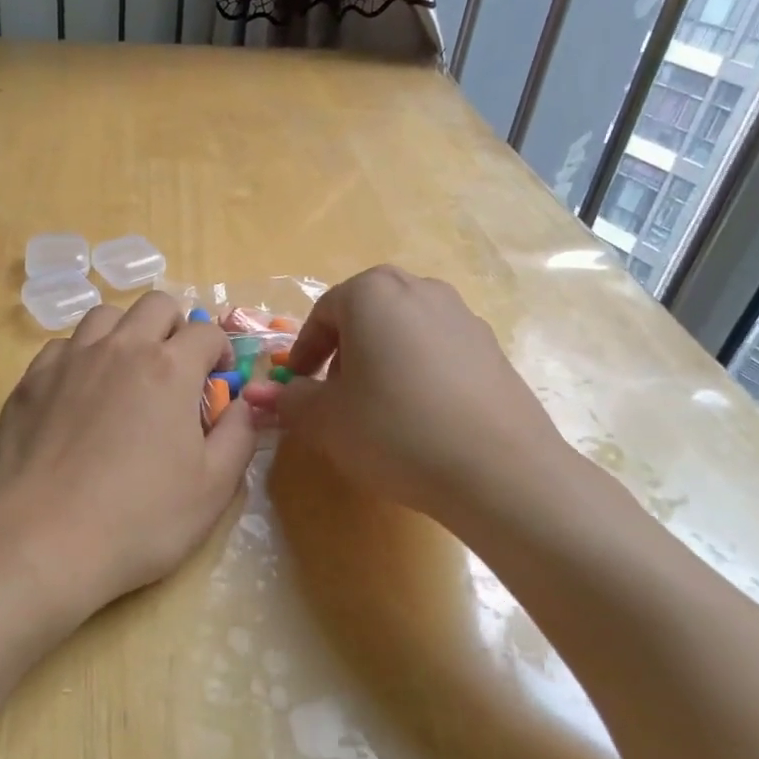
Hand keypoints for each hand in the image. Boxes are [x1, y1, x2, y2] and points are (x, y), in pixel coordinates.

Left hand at [0, 292, 258, 621]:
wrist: (40, 541)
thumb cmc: (138, 520)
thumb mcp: (212, 489)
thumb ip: (238, 435)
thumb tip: (242, 404)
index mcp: (169, 368)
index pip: (206, 331)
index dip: (221, 350)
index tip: (218, 380)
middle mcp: (120, 348)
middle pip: (156, 305)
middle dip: (176, 327)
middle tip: (175, 371)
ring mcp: (69, 360)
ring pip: (105, 316)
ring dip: (126, 334)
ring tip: (126, 375)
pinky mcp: (30, 380)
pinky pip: (63, 346)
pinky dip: (81, 357)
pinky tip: (79, 395)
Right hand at [243, 265, 582, 530]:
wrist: (499, 469)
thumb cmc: (394, 430)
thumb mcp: (326, 420)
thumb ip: (289, 401)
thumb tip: (259, 396)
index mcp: (372, 293)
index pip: (323, 314)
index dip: (304, 352)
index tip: (298, 386)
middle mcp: (420, 289)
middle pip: (366, 314)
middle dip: (344, 351)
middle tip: (335, 394)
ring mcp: (463, 316)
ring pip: (404, 329)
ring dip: (382, 359)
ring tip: (379, 407)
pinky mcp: (493, 348)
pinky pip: (439, 349)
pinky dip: (419, 371)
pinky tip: (421, 416)